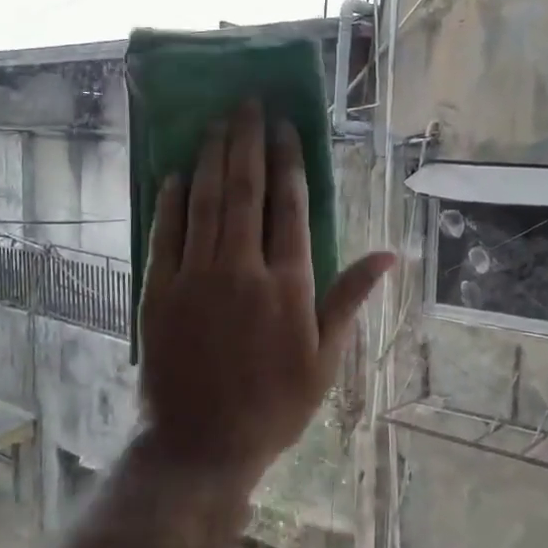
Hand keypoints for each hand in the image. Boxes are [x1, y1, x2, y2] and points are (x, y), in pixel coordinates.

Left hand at [138, 101, 393, 482]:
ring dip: (211, 158)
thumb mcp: (326, 359)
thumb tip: (388, 254)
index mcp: (287, 285)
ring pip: (204, 202)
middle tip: (246, 103)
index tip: (284, 126)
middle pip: (245, 191)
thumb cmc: (274, 405)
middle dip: (246, 142)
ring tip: (216, 122)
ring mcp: (195, 277)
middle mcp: (241, 269)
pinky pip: (165, 233)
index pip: (289, 207)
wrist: (202, 444)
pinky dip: (171, 200)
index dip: (288, 161)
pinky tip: (176, 173)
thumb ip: (350, 299)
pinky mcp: (159, 291)